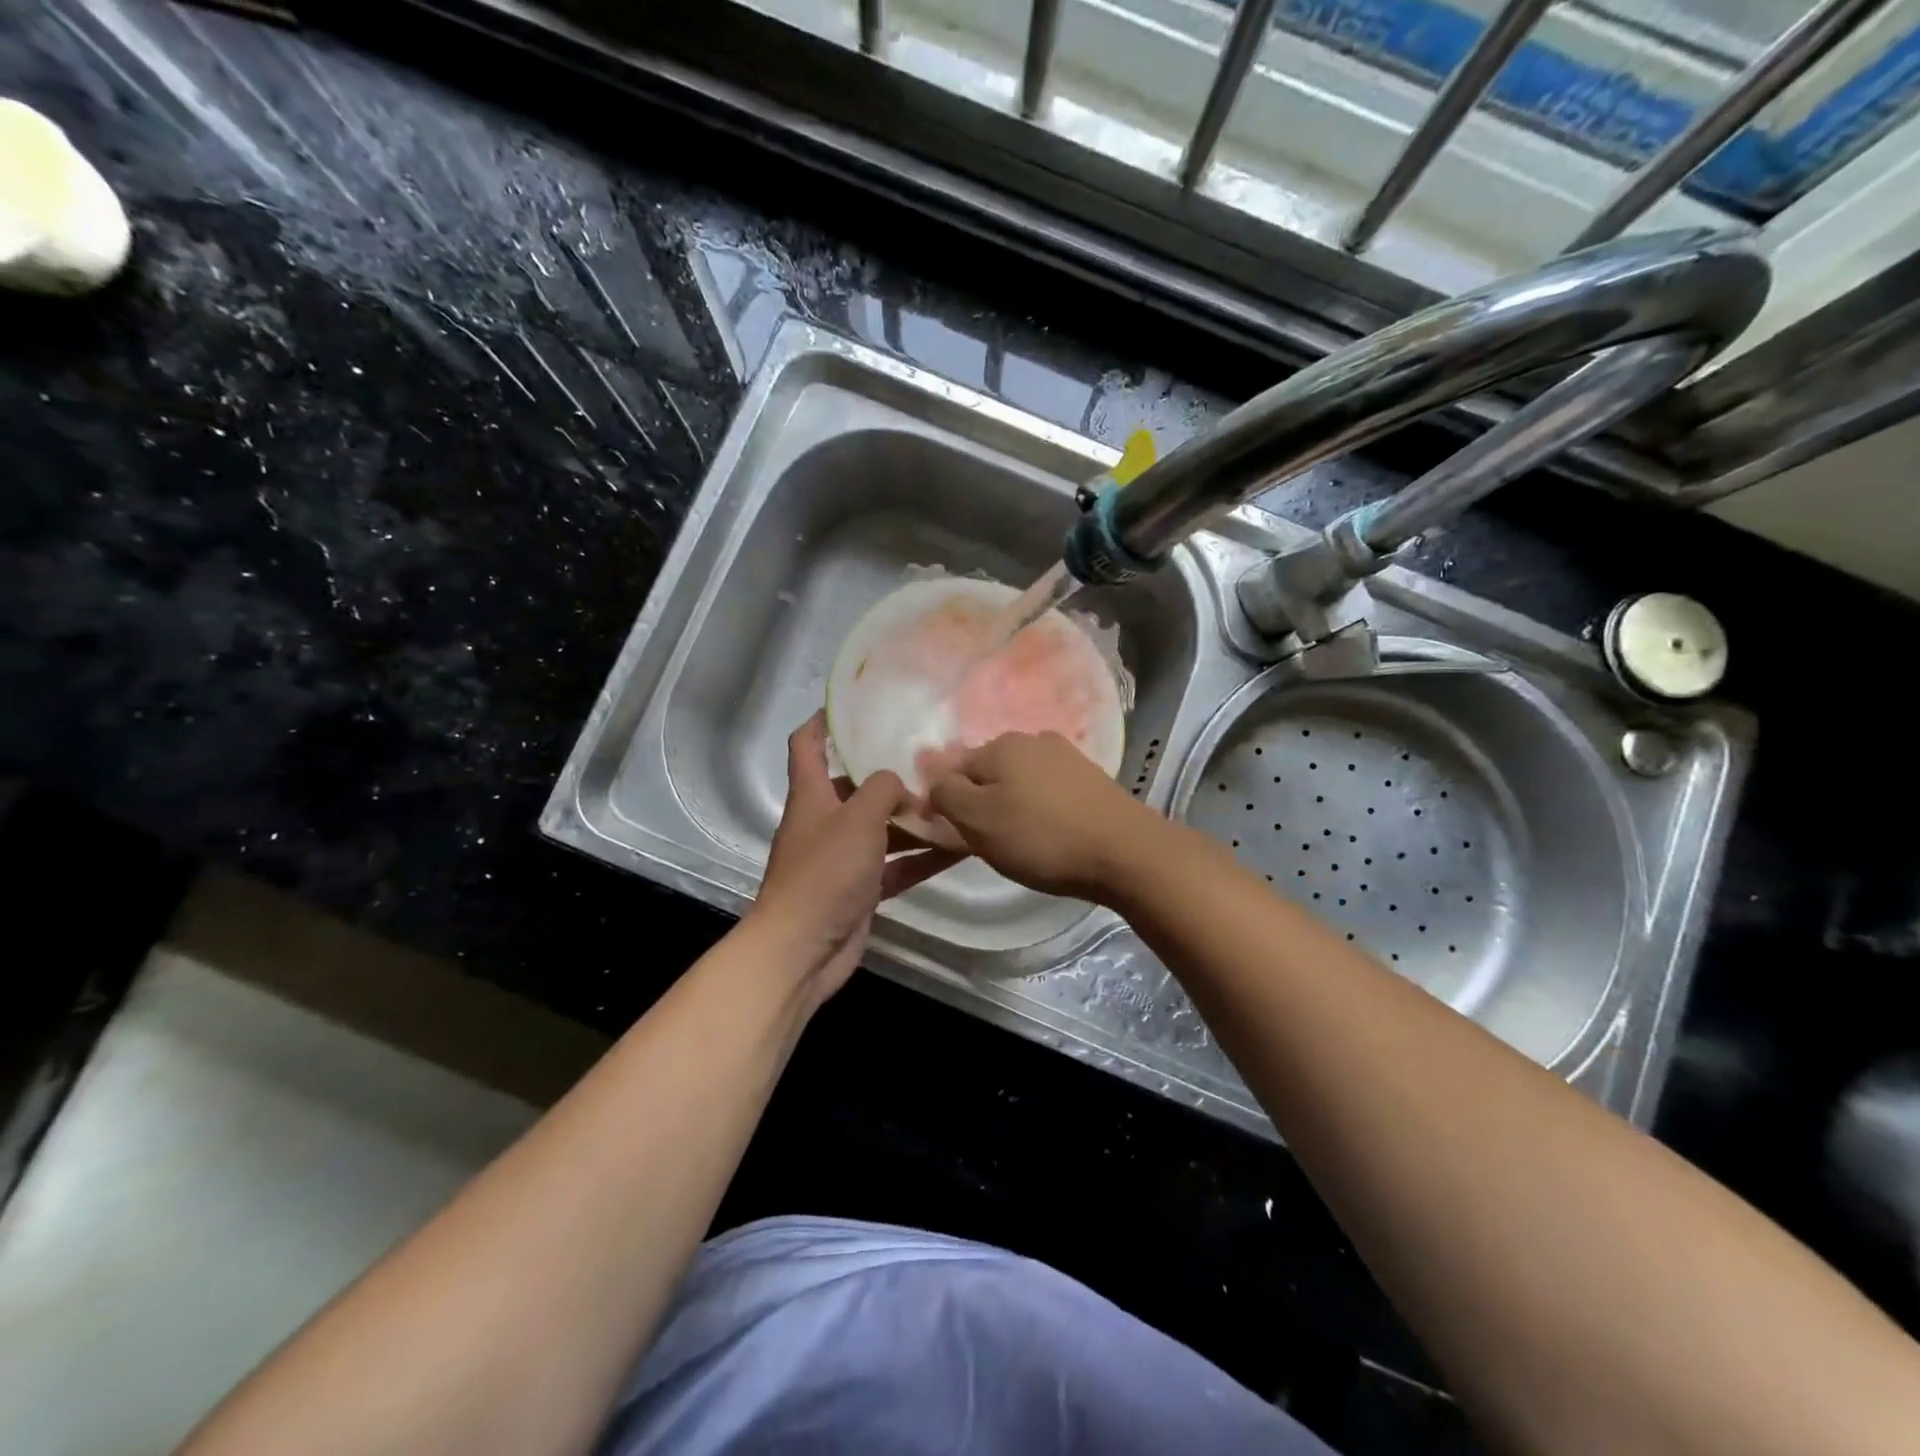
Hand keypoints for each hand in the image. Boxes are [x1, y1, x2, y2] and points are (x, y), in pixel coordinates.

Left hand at [748, 713, 963, 1000]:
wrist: (802, 950)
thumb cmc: (824, 873)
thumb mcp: (857, 818)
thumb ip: (883, 789)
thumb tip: (901, 785)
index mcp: (812, 795)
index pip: (806, 744)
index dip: (824, 721)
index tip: (856, 706)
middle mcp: (825, 822)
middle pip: (856, 787)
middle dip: (890, 776)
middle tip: (933, 761)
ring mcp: (843, 859)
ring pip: (883, 830)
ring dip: (915, 820)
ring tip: (956, 804)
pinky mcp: (860, 891)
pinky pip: (896, 866)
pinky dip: (922, 858)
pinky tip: (959, 849)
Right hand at [927, 731, 1163, 901]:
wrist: (1124, 851)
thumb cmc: (1041, 837)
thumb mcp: (978, 821)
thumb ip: (946, 796)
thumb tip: (935, 783)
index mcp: (999, 745)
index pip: (953, 769)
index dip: (946, 802)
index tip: (954, 835)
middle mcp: (1032, 739)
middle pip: (988, 771)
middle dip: (981, 801)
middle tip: (987, 840)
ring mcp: (1066, 755)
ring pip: (1020, 780)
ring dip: (1012, 804)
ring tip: (1021, 839)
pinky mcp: (1090, 777)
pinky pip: (1048, 789)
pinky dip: (1040, 807)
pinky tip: (1050, 831)